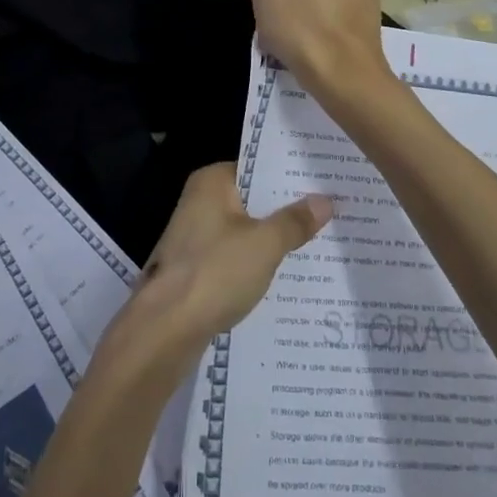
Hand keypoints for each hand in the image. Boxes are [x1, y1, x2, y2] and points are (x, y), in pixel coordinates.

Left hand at [104, 163, 331, 366]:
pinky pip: (234, 256)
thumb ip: (294, 221)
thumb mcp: (264, 244)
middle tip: (331, 215)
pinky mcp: (195, 266)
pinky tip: (286, 275)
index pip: (258, 168)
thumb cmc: (215, 271)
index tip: (324, 183)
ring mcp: (195, 235)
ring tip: (318, 244)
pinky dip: (256, 262)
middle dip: (286, 211)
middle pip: (252, 200)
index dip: (290, 177)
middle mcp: (199, 201)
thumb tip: (324, 201)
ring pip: (245, 230)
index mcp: (211, 181)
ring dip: (273, 239)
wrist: (165, 328)